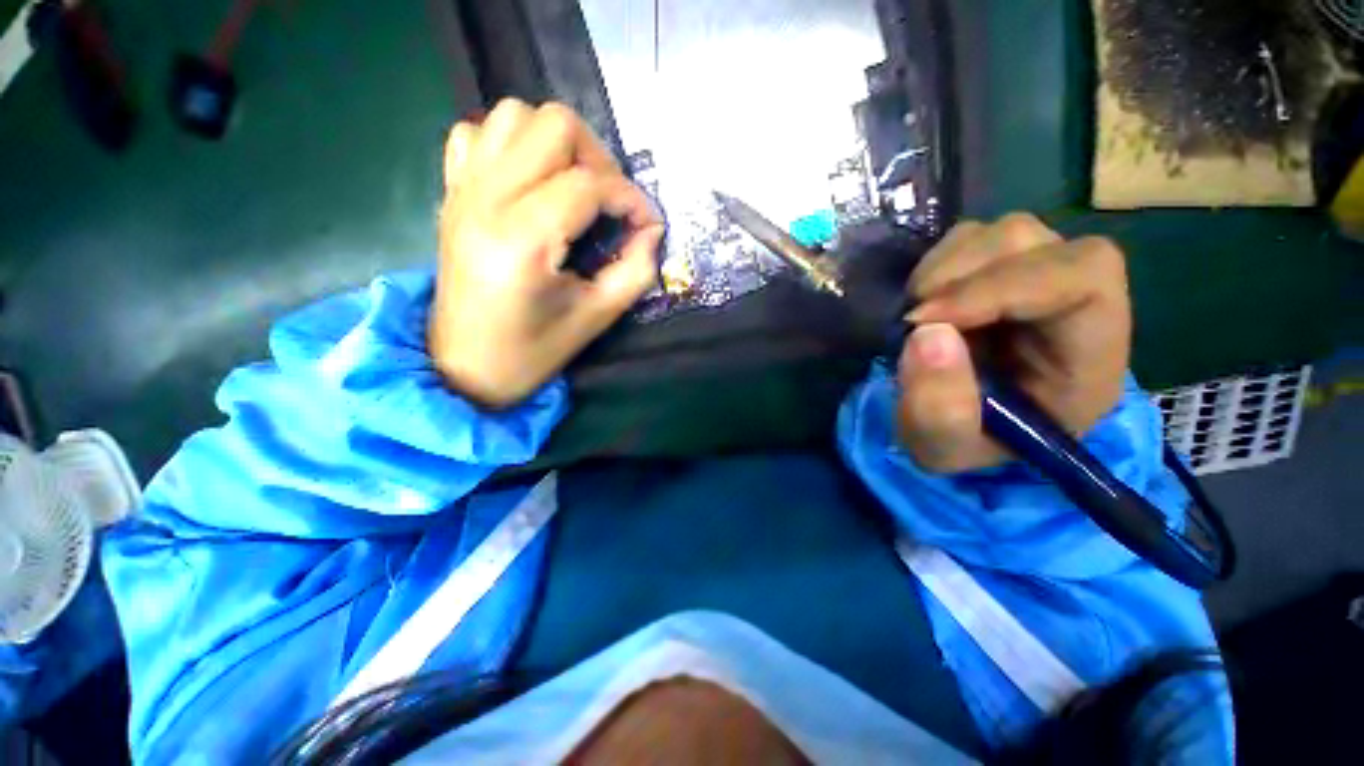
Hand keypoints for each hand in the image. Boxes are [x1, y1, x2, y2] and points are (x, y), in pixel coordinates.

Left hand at [429, 99, 663, 407]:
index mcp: (524, 239)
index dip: (631, 198)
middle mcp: (487, 199)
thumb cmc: (532, 352)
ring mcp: (463, 190)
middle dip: (599, 160)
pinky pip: (477, 135)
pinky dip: (511, 146)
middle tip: (611, 203)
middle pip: (554, 125)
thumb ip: (635, 271)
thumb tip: (652, 231)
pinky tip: (529, 183)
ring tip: (575, 188)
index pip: (590, 185)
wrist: (464, 367)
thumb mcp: (596, 317)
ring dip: (557, 145)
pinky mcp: (451, 194)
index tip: (647, 224)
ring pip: (515, 116)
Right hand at [897, 214, 1131, 472]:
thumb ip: (938, 407)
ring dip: (943, 269)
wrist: (962, 426)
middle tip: (912, 320)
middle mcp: (1075, 301)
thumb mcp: (945, 448)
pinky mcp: (1002, 269)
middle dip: (961, 276)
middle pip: (1035, 242)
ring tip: (916, 316)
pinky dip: (936, 265)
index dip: (1000, 287)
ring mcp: (1039, 276)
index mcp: (1089, 354)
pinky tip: (923, 302)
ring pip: (1001, 233)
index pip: (1081, 279)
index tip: (926, 321)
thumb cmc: (967, 443)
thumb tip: (925, 333)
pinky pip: (971, 239)